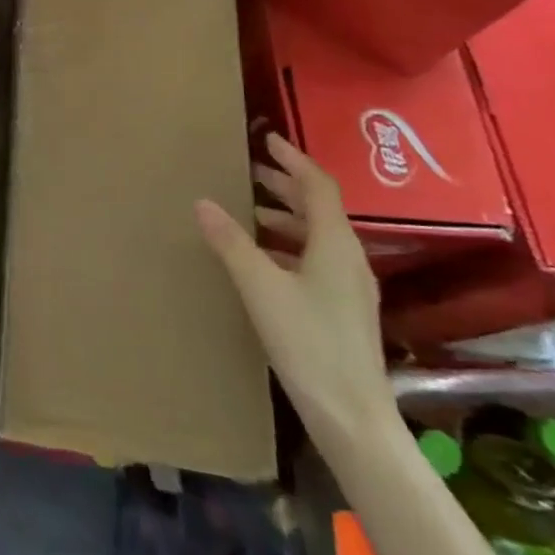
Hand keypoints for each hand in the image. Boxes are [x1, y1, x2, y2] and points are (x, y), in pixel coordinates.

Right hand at [197, 133, 393, 451]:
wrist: (351, 415)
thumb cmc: (307, 342)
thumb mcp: (260, 287)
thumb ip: (231, 242)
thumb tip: (202, 202)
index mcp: (335, 243)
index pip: (318, 185)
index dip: (293, 159)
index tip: (268, 139)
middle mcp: (349, 257)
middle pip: (320, 208)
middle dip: (286, 185)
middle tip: (251, 172)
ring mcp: (351, 285)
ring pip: (318, 235)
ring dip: (287, 216)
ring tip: (251, 212)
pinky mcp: (345, 308)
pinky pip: (317, 258)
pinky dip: (290, 245)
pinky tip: (265, 259)